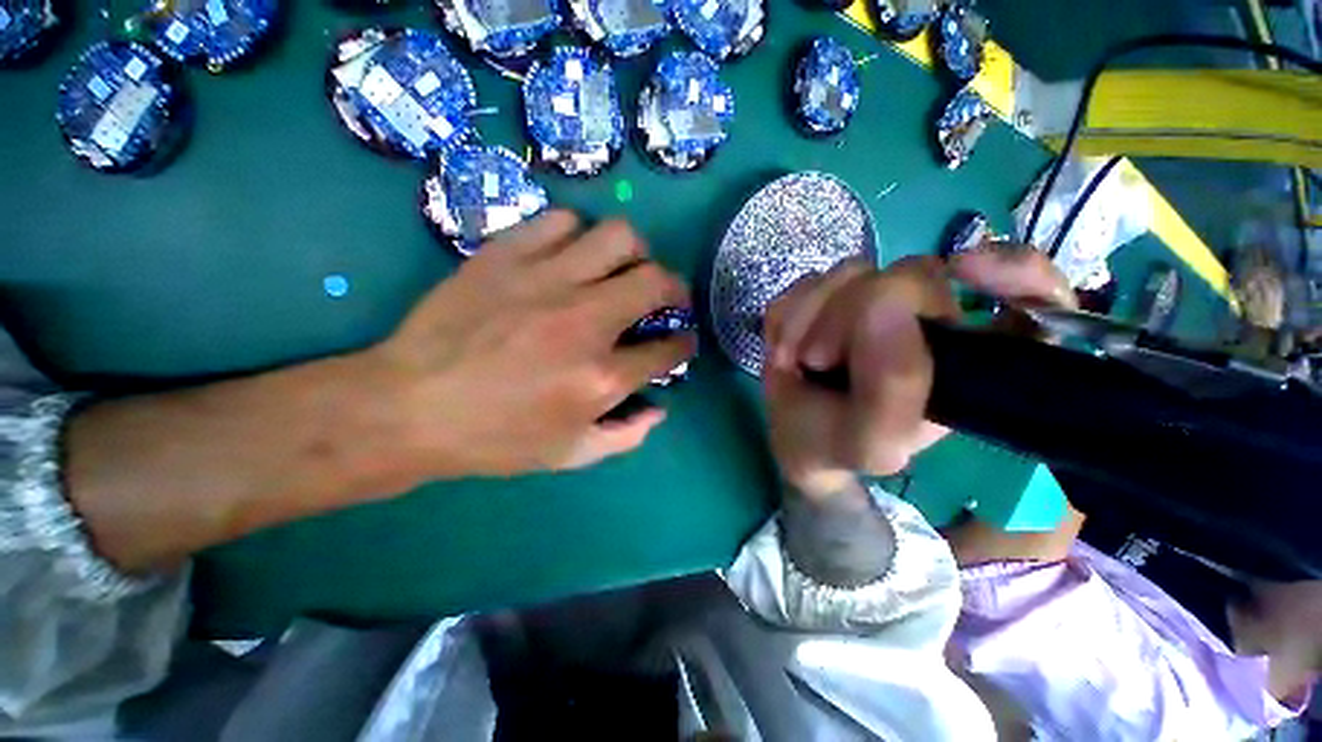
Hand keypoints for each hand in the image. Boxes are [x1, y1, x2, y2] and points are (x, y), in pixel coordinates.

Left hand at [365, 211, 694, 481]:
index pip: (668, 350)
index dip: (683, 344)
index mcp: (601, 377)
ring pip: (618, 237)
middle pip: (656, 281)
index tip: (682, 340)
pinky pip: (562, 222)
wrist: (409, 408)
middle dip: (676, 289)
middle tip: (668, 296)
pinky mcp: (508, 255)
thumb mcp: (570, 455)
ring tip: (623, 270)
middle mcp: (585, 321)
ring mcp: (546, 281)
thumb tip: (660, 409)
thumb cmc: (495, 439)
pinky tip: (571, 257)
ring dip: (633, 254)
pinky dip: (579, 236)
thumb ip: (627, 435)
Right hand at [762, 247, 1074, 500]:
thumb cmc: (836, 445)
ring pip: (851, 271)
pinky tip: (785, 346)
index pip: (1032, 299)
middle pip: (912, 274)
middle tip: (819, 359)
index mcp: (962, 361)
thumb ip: (892, 388)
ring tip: (796, 359)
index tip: (965, 270)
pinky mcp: (830, 295)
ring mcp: (874, 302)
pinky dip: (789, 315)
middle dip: (850, 316)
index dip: (1016, 272)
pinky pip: (808, 282)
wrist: (793, 435)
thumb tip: (884, 302)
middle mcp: (929, 322)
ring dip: (809, 317)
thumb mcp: (870, 441)